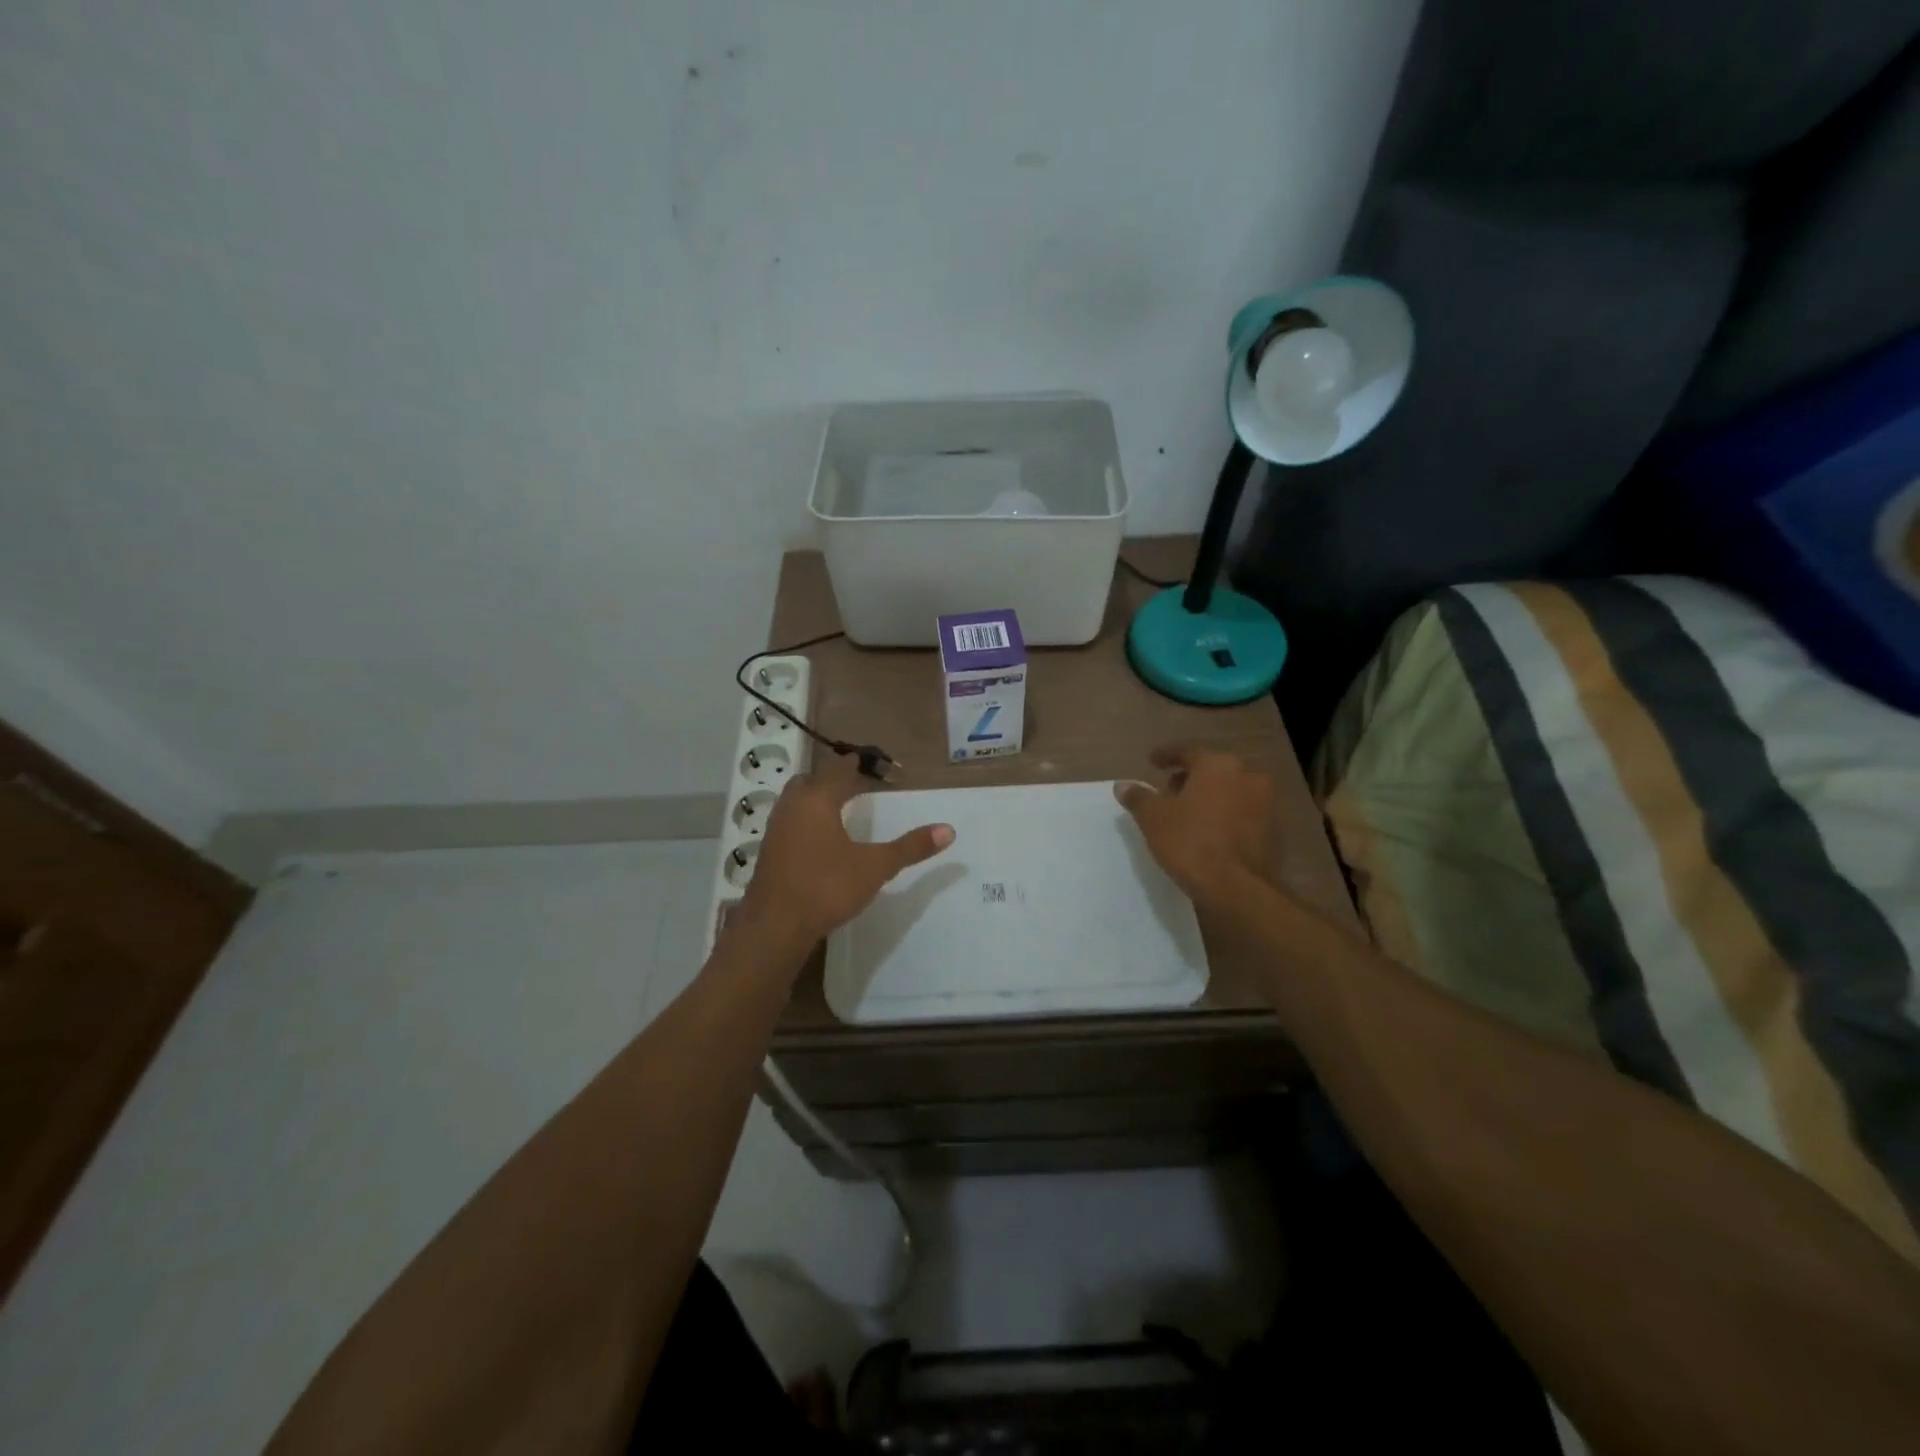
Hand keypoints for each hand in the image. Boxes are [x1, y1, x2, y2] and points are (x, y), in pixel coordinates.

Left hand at [737, 751, 955, 950]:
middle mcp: (792, 806)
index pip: (838, 769)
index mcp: (817, 799)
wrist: (774, 927)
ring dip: (817, 801)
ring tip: (841, 813)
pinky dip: (806, 822)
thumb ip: (910, 847)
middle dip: (833, 780)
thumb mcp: (875, 867)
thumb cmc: (826, 887)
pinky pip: (790, 823)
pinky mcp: (768, 852)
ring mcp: (776, 829)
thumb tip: (948, 830)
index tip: (875, 766)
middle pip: (812, 780)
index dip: (858, 764)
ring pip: (796, 802)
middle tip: (857, 787)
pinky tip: (821, 843)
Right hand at [1115, 746, 1273, 907]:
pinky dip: (1226, 817)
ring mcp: (1266, 804)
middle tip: (1169, 791)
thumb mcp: (1153, 818)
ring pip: (1231, 792)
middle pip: (1213, 771)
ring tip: (1188, 814)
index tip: (1153, 762)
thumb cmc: (1191, 842)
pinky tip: (1210, 833)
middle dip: (1190, 778)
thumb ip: (1138, 797)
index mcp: (1218, 765)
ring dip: (1210, 798)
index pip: (1188, 752)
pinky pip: (1243, 815)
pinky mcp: (1274, 832)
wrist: (1238, 888)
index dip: (1167, 756)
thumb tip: (1123, 785)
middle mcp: (1248, 777)